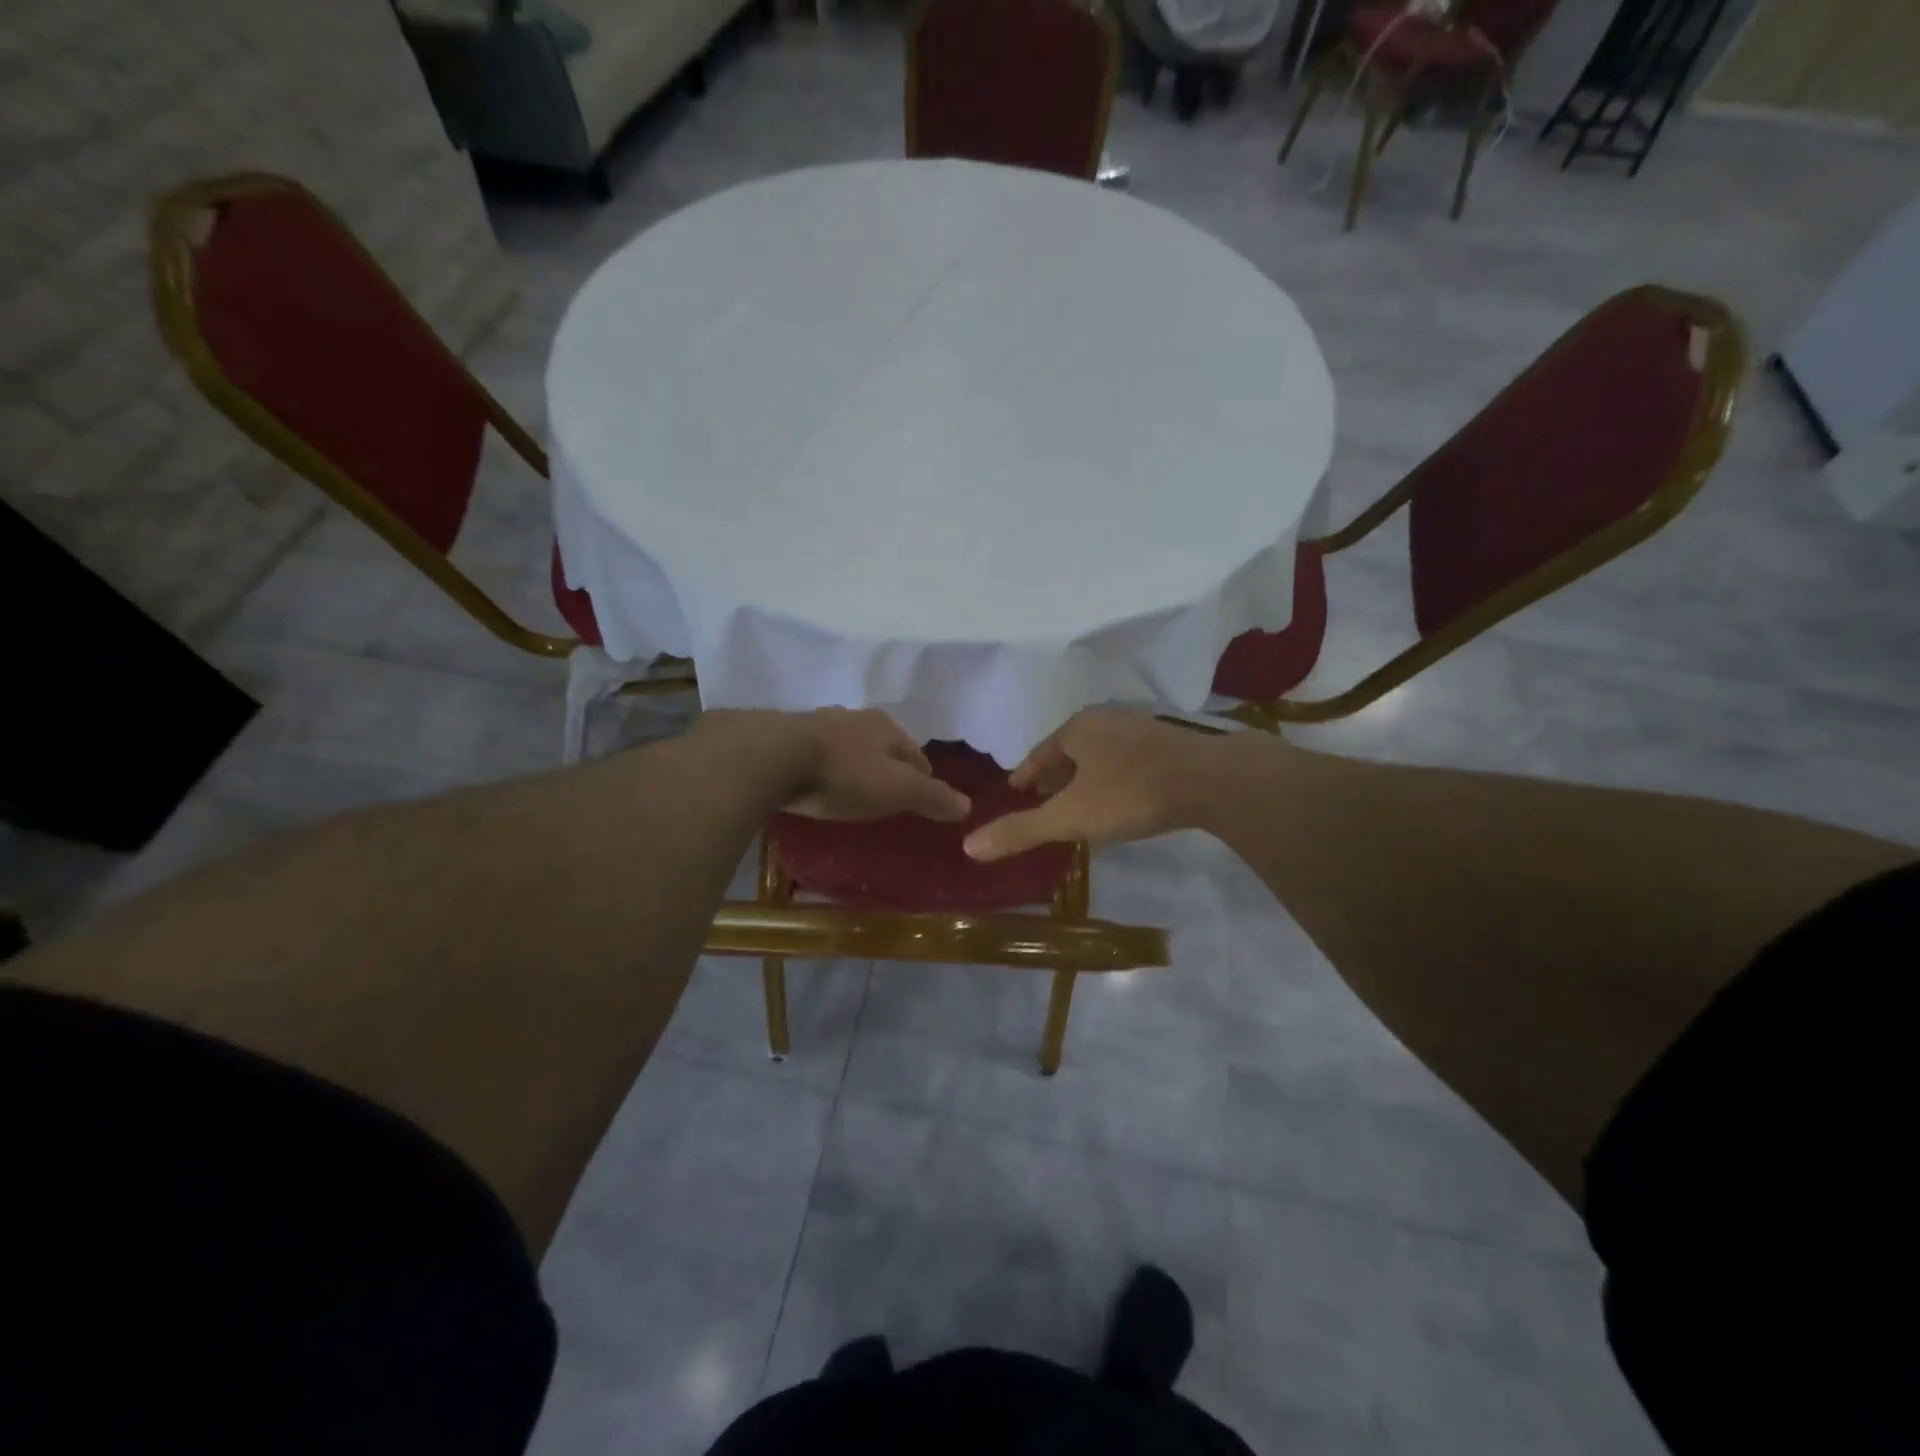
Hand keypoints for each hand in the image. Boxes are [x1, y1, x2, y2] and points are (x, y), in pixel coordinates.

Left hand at [715, 707, 970, 821]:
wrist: (771, 758)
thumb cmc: (844, 774)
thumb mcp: (896, 790)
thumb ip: (932, 797)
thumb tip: (968, 806)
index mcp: (886, 727)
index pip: (917, 754)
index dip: (924, 776)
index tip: (924, 795)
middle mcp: (854, 718)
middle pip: (882, 746)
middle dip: (888, 765)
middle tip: (890, 792)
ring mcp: (818, 724)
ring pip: (848, 745)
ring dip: (854, 762)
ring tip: (854, 786)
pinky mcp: (785, 737)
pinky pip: (815, 753)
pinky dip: (822, 765)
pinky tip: (817, 779)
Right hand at [962, 710, 1226, 860]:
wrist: (1210, 780)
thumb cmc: (1130, 793)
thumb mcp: (1070, 817)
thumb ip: (1021, 831)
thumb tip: (968, 846)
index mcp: (1077, 729)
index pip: (1039, 752)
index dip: (1025, 773)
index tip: (1016, 789)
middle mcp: (1106, 720)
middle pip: (1069, 749)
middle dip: (1054, 773)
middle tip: (1042, 797)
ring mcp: (1140, 728)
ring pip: (1100, 752)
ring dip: (1084, 774)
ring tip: (1079, 799)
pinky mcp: (1169, 743)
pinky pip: (1127, 758)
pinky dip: (1113, 775)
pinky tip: (1121, 795)